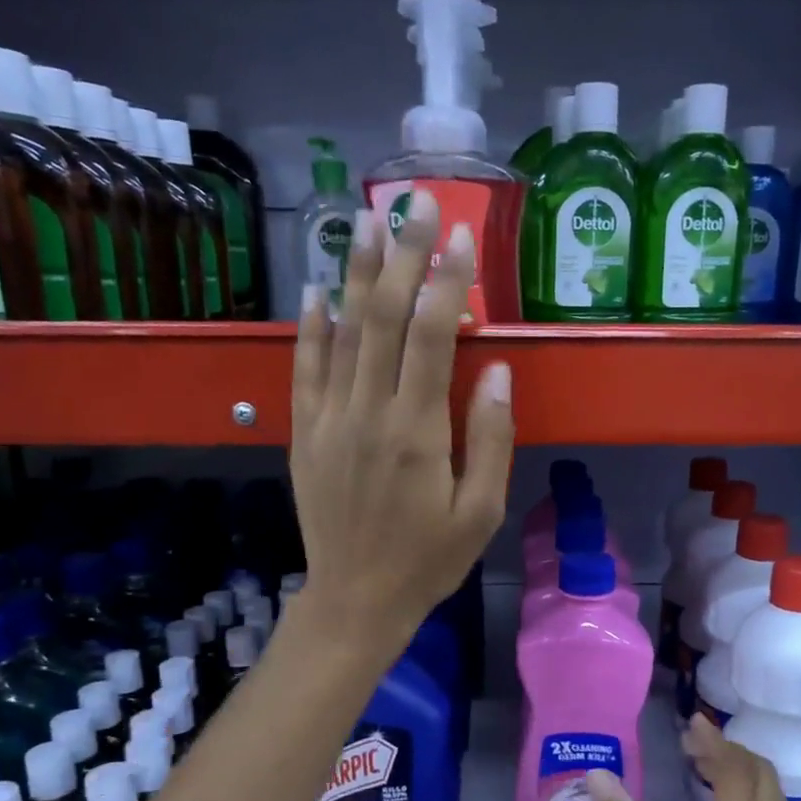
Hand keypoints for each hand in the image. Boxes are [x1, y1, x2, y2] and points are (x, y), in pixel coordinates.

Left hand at [289, 191, 513, 656]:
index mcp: (418, 431)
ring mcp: (329, 420)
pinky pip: (305, 369)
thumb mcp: (481, 511)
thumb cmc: (430, 559)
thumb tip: (496, 369)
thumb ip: (490, 438)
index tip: (459, 234)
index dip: (445, 280)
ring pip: (342, 332)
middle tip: (413, 201)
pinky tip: (316, 290)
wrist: (357, 598)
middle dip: (401, 255)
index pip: (432, 335)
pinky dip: (311, 327)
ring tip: (365, 219)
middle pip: (383, 317)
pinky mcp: (305, 433)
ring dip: (354, 272)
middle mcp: (368, 413)